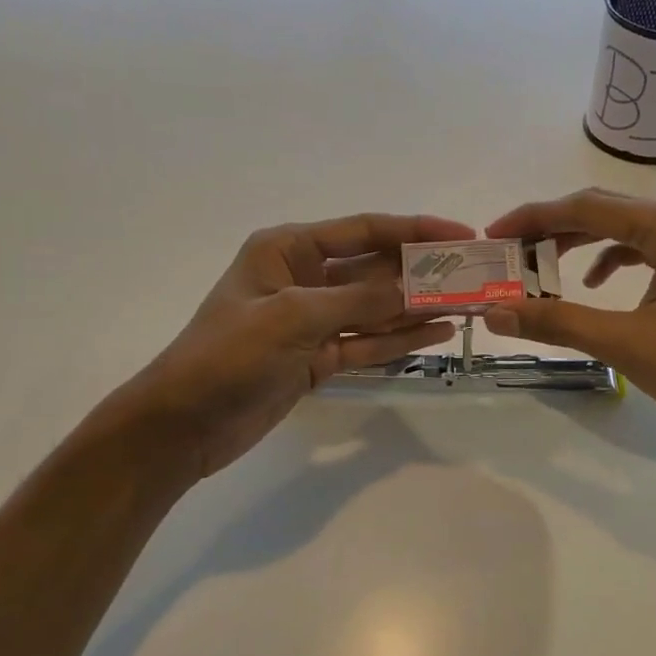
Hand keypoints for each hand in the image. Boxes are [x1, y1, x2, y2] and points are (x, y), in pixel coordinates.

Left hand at [91, 213, 472, 479]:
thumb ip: (359, 302)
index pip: (364, 230)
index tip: (462, 234)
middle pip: (374, 269)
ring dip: (416, 307)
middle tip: (473, 276)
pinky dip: (398, 339)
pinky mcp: (317, 357)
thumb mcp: (294, 318)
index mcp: (289, 249)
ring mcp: (312, 320)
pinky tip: (436, 334)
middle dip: (421, 272)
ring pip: (375, 308)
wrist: (182, 425)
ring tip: (467, 305)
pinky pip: (366, 342)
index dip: (415, 230)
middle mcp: (304, 277)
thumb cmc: (228, 356)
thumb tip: (415, 291)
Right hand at [484, 190, 655, 456]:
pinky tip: (594, 285)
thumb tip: (495, 312)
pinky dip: (614, 262)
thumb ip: (558, 322)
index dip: (533, 219)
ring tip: (540, 268)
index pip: (587, 207)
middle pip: (605, 212)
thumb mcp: (628, 344)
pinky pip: (648, 251)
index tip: (491, 236)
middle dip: (552, 230)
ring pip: (627, 231)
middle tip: (508, 254)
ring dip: (580, 245)